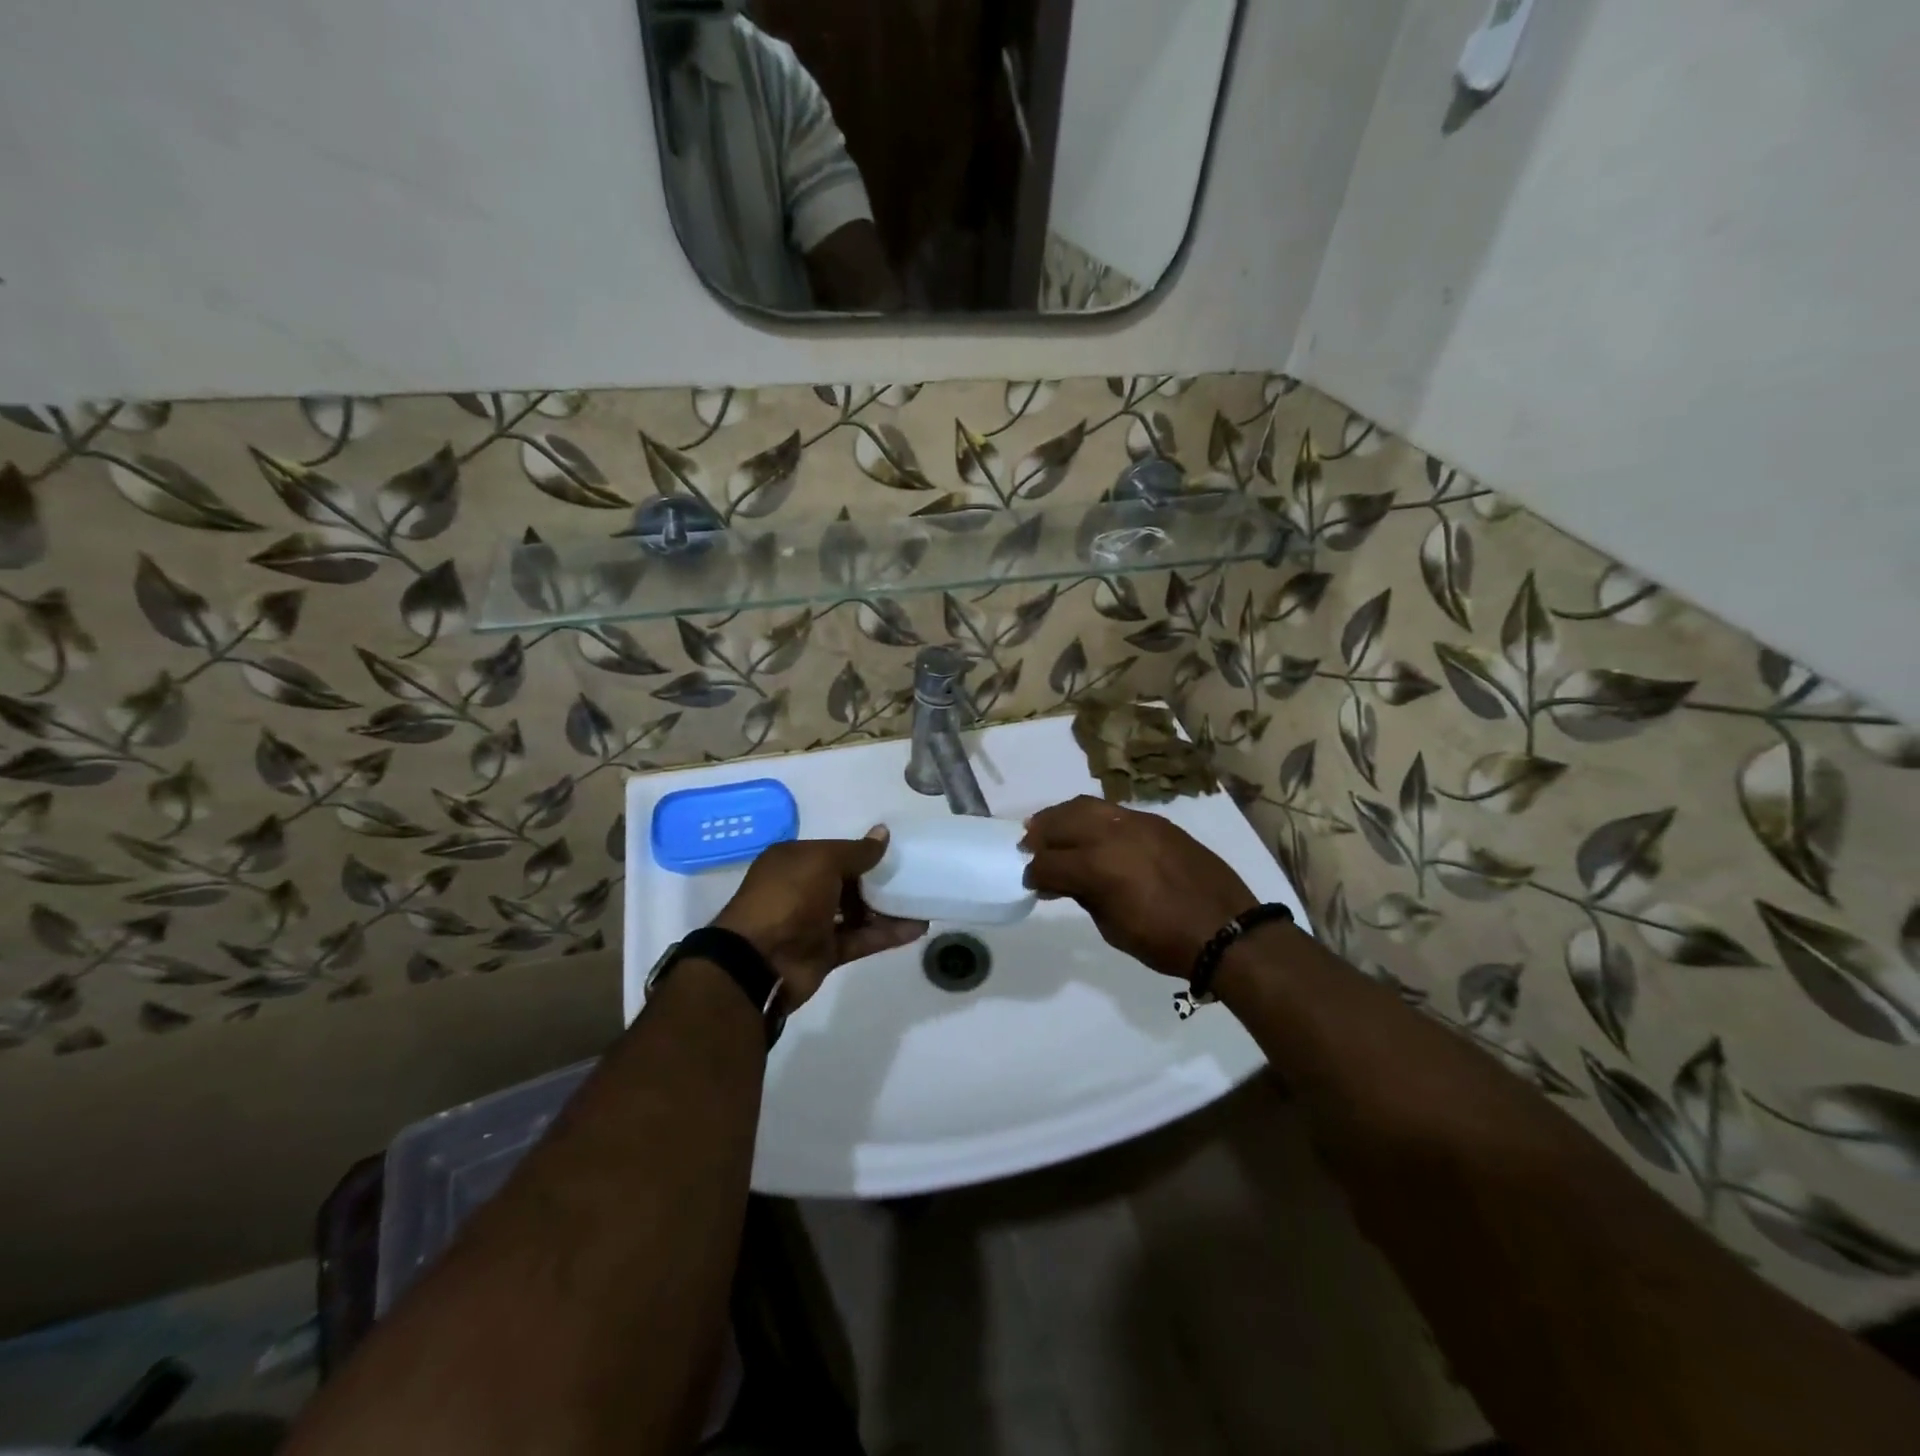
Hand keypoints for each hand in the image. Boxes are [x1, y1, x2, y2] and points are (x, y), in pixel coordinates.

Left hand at [712, 829, 927, 1006]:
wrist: (760, 961)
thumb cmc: (788, 897)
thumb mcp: (823, 862)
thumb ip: (857, 851)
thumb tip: (883, 833)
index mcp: (795, 861)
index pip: (835, 852)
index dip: (864, 853)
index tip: (896, 853)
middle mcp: (803, 889)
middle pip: (848, 882)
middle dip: (879, 880)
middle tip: (915, 877)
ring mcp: (814, 923)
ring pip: (857, 912)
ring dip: (888, 909)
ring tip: (923, 903)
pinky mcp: (826, 952)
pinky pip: (862, 939)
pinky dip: (887, 934)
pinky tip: (917, 928)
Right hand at [1021, 796, 1256, 980]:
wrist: (1227, 931)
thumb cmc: (1165, 941)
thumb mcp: (1113, 928)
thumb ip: (1084, 897)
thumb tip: (1064, 882)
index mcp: (1097, 867)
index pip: (1049, 863)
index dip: (1034, 874)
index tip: (1031, 882)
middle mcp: (1112, 835)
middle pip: (1061, 822)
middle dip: (1040, 835)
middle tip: (1029, 847)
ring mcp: (1137, 823)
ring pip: (1087, 806)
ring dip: (1063, 816)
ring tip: (1052, 828)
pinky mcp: (1157, 822)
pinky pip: (1114, 811)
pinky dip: (1094, 817)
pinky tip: (1091, 832)